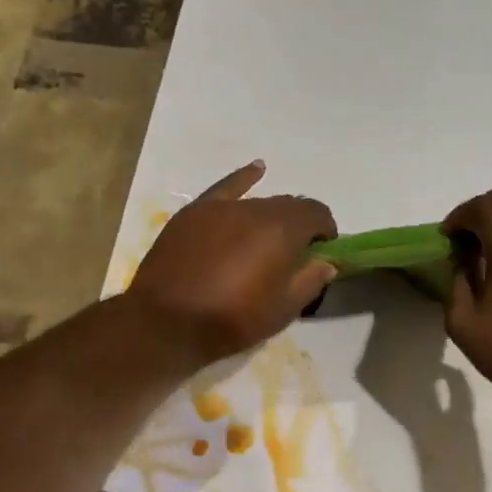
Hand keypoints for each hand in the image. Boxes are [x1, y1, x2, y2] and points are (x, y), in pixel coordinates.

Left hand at [126, 162, 337, 365]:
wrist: (166, 322)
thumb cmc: (231, 320)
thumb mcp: (282, 311)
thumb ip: (309, 281)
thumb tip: (326, 262)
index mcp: (282, 230)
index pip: (316, 213)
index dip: (325, 229)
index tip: (323, 250)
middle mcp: (255, 209)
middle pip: (288, 206)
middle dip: (299, 224)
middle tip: (295, 252)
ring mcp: (222, 208)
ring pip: (258, 202)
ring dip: (272, 215)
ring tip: (269, 237)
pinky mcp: (194, 212)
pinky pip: (225, 187)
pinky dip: (244, 178)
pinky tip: (257, 169)